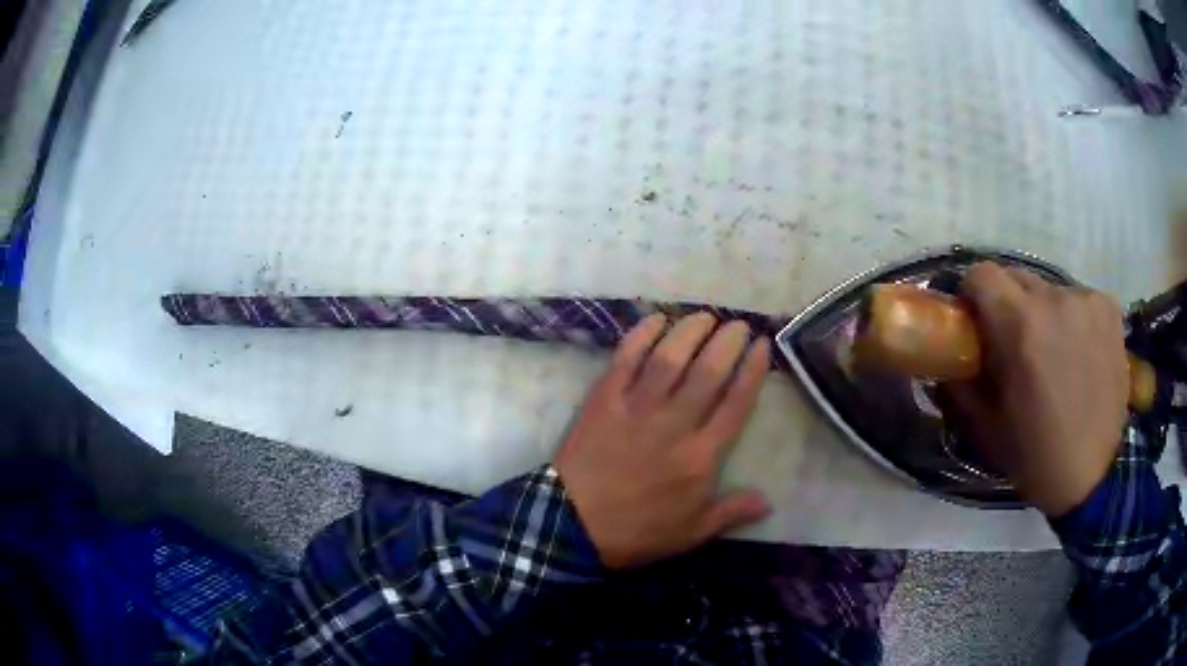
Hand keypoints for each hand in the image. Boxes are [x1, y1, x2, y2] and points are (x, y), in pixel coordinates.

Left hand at [555, 313, 771, 568]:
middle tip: (738, 324)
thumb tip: (768, 502)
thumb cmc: (636, 532)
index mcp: (701, 456)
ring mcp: (637, 408)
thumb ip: (731, 512)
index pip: (736, 403)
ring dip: (690, 331)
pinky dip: (641, 335)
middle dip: (728, 342)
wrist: (571, 526)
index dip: (753, 370)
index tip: (763, 344)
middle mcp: (675, 424)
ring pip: (670, 358)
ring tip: (705, 316)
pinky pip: (625, 359)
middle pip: (709, 372)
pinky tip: (656, 319)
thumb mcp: (691, 533)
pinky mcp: (604, 400)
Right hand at [946, 263, 1128, 517]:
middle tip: (1015, 344)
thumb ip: (962, 383)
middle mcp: (1054, 299)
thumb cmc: (1037, 456)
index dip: (973, 296)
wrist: (1094, 475)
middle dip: (1008, 305)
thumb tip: (946, 358)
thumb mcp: (987, 427)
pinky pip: (1079, 299)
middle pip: (1016, 277)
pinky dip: (1073, 318)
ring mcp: (1086, 300)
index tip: (977, 324)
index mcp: (1020, 326)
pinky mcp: (1109, 308)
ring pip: (1049, 290)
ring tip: (1054, 354)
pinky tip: (1080, 352)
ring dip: (1044, 313)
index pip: (981, 274)